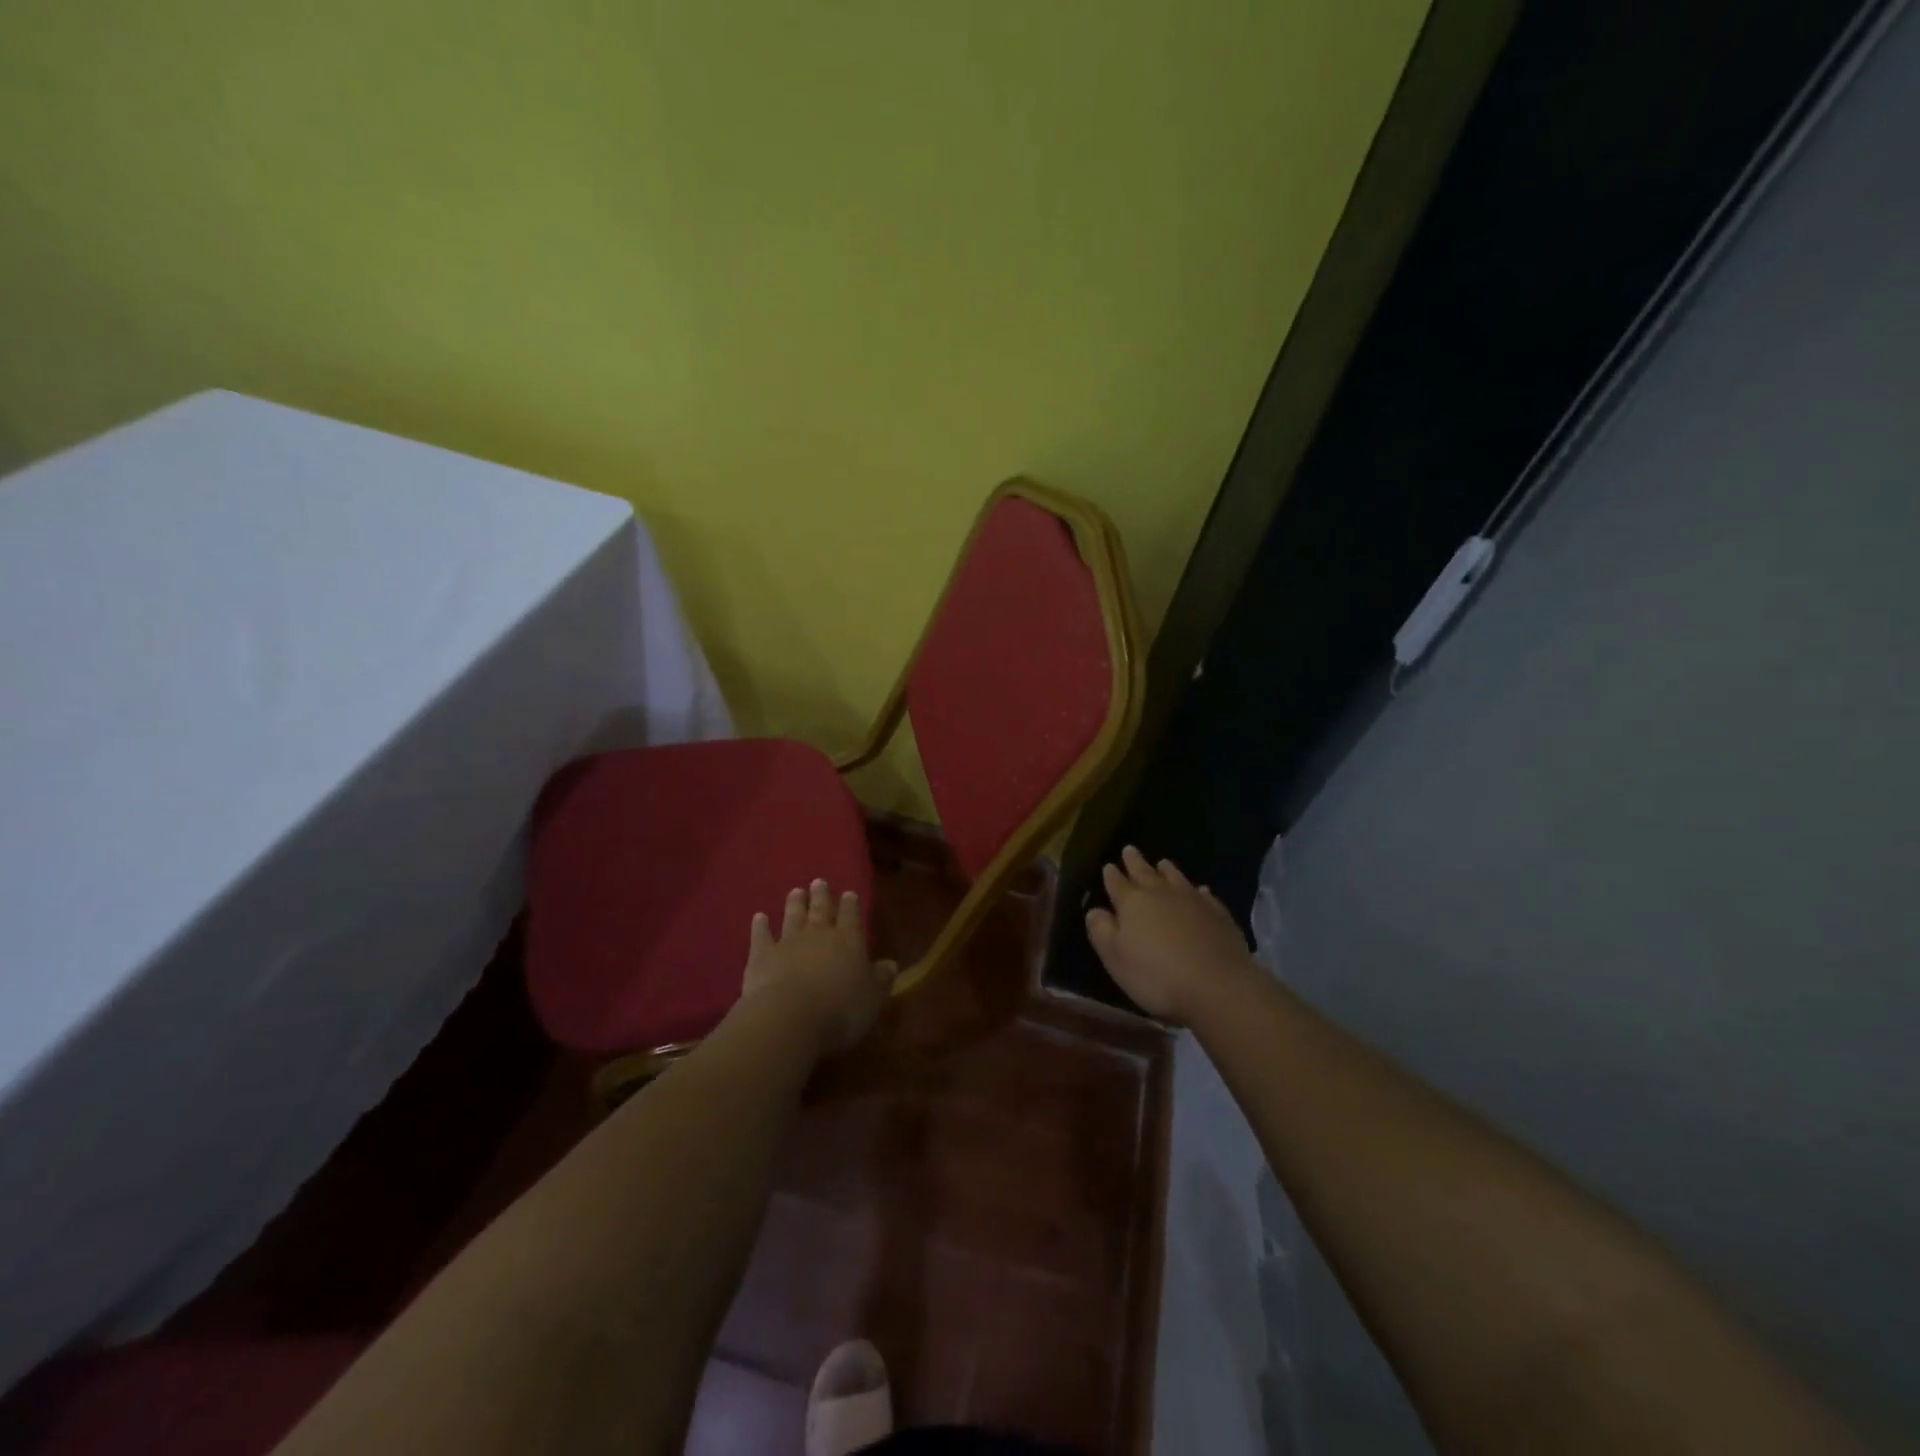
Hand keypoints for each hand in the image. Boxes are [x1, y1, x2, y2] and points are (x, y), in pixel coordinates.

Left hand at [741, 879, 897, 1053]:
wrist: (789, 1017)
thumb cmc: (840, 1011)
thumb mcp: (873, 999)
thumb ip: (881, 979)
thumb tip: (891, 964)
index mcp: (849, 941)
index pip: (851, 916)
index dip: (851, 904)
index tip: (848, 892)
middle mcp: (819, 934)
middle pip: (821, 910)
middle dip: (821, 895)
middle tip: (818, 882)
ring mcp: (788, 942)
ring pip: (793, 916)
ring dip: (795, 903)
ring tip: (796, 891)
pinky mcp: (762, 955)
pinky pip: (761, 936)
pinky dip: (760, 926)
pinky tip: (759, 917)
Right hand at [1085, 847, 1251, 1023]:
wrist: (1217, 985)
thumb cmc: (1156, 974)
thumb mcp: (1115, 957)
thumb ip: (1101, 930)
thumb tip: (1094, 910)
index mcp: (1132, 903)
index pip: (1117, 883)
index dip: (1111, 875)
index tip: (1108, 866)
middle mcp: (1161, 894)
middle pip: (1145, 872)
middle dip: (1135, 862)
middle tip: (1129, 850)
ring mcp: (1192, 900)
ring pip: (1175, 877)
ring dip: (1166, 870)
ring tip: (1162, 863)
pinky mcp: (1218, 913)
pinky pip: (1205, 895)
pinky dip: (1198, 891)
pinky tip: (1200, 890)